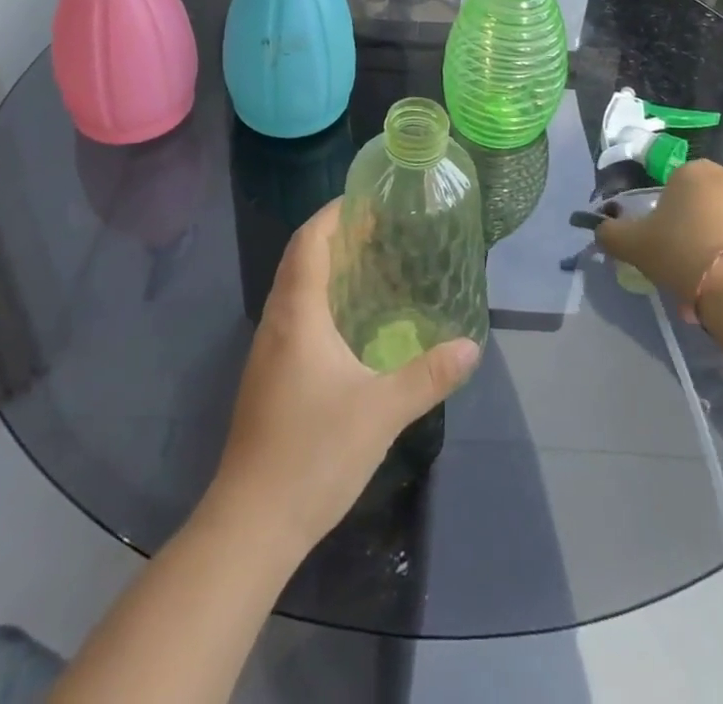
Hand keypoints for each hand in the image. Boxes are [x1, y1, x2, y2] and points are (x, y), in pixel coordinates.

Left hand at [209, 201, 480, 553]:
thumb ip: (428, 375)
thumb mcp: (381, 411)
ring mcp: (267, 353)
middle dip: (333, 237)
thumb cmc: (314, 453)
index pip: (308, 243)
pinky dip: (320, 301)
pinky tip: (348, 325)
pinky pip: (294, 318)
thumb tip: (471, 346)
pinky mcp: (267, 378)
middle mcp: (276, 323)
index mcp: (297, 315)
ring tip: (369, 267)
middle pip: (299, 260)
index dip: (332, 214)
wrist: (252, 523)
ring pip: (294, 290)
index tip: (364, 199)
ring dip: (325, 269)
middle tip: (378, 230)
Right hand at [596, 161, 722, 320]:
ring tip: (720, 291)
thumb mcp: (634, 246)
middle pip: (711, 207)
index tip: (666, 249)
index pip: (676, 189)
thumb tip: (601, 228)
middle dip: (701, 234)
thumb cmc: (684, 254)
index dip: (669, 220)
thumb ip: (612, 233)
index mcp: (694, 173)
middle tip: (690, 273)